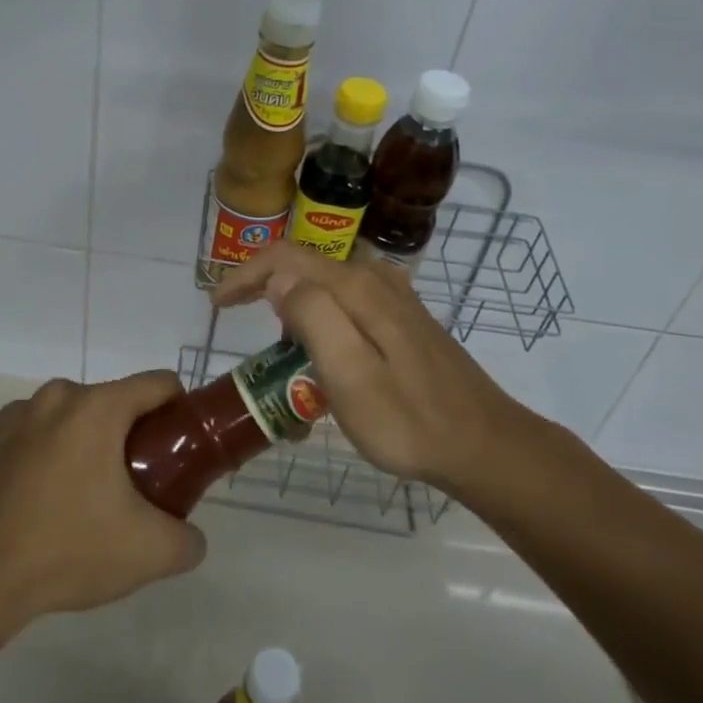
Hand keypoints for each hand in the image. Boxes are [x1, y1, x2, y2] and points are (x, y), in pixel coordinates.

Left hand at [0, 372, 206, 626]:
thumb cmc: (67, 551)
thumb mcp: (148, 553)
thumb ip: (188, 539)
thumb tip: (190, 536)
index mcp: (98, 407)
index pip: (158, 384)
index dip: (177, 412)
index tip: (177, 448)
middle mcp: (55, 396)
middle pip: (110, 404)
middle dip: (125, 438)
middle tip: (127, 489)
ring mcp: (11, 414)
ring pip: (64, 418)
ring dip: (78, 445)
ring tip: (74, 501)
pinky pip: (24, 436)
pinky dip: (35, 456)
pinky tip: (30, 500)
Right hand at [214, 243, 535, 489]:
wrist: (484, 445)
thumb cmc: (409, 421)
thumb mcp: (349, 375)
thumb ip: (312, 317)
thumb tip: (279, 280)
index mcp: (357, 288)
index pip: (285, 257)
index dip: (244, 274)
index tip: (218, 305)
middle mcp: (375, 280)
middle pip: (304, 268)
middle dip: (266, 292)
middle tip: (245, 334)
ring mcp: (394, 298)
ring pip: (326, 289)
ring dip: (295, 313)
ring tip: (286, 362)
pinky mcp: (404, 320)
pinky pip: (348, 307)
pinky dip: (323, 324)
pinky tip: (326, 363)